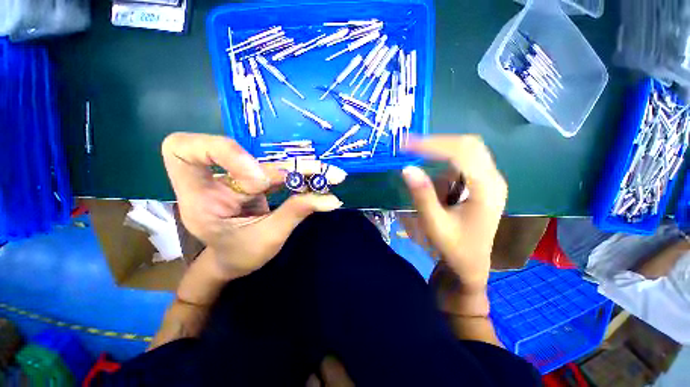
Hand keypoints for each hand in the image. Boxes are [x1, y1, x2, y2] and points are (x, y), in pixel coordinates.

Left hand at [162, 133, 342, 278]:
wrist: (234, 261)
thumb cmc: (238, 257)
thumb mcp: (266, 239)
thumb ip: (295, 213)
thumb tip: (331, 199)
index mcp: (198, 197)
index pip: (182, 150)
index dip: (223, 152)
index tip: (260, 178)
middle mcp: (216, 181)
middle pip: (249, 156)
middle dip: (287, 165)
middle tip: (319, 172)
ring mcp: (238, 179)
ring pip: (271, 164)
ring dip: (303, 169)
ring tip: (331, 175)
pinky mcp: (256, 181)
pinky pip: (280, 172)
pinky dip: (302, 175)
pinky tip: (321, 179)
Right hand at [402, 135, 506, 299]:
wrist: (471, 264)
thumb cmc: (455, 248)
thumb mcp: (435, 224)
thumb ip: (422, 196)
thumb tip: (407, 168)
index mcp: (486, 189)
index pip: (462, 153)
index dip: (433, 145)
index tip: (406, 145)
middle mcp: (493, 179)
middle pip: (468, 145)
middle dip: (436, 144)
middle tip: (409, 148)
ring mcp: (489, 180)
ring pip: (466, 150)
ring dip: (439, 154)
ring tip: (418, 163)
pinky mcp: (480, 183)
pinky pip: (461, 162)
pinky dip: (442, 163)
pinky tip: (434, 180)